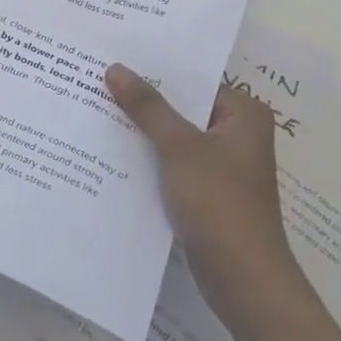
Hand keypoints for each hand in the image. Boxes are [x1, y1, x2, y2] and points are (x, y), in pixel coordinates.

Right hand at [106, 66, 298, 320]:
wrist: (243, 280)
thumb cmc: (219, 203)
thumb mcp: (179, 148)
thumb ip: (147, 107)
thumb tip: (115, 68)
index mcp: (243, 114)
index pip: (193, 80)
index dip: (154, 71)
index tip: (115, 59)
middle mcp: (237, 133)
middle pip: (183, 108)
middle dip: (144, 101)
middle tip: (98, 80)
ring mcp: (222, 164)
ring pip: (175, 136)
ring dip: (143, 130)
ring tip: (97, 108)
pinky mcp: (207, 191)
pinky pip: (173, 162)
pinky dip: (149, 157)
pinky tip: (113, 150)